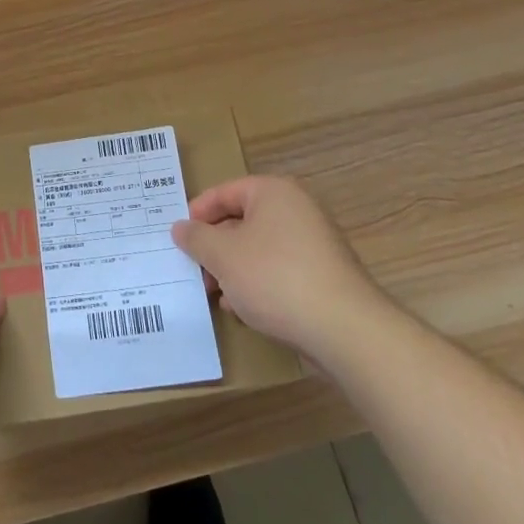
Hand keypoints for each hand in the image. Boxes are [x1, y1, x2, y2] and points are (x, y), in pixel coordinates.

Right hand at [172, 175, 389, 359]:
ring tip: (215, 294)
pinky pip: (279, 271)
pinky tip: (243, 310)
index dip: (197, 212)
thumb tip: (180, 227)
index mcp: (274, 192)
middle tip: (194, 270)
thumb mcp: (223, 256)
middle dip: (215, 247)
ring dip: (233, 269)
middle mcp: (297, 210)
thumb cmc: (276, 278)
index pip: (225, 192)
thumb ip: (197, 238)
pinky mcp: (323, 277)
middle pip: (242, 221)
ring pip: (259, 249)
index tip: (178, 237)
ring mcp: (314, 244)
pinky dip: (257, 284)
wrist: (345, 331)